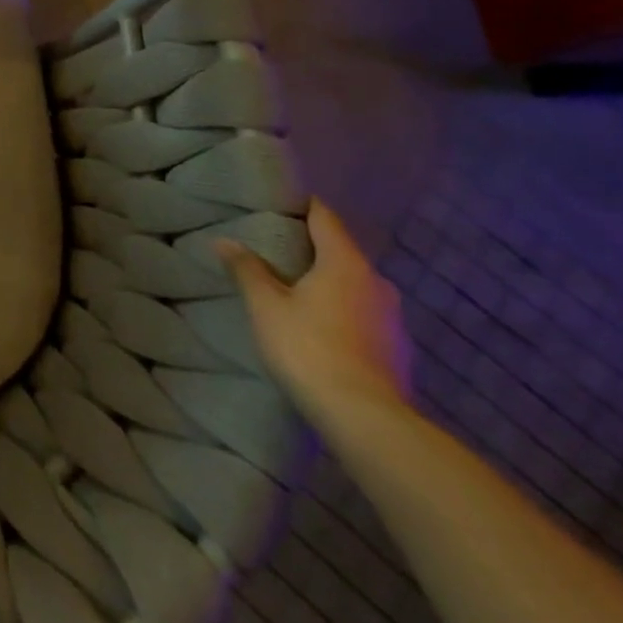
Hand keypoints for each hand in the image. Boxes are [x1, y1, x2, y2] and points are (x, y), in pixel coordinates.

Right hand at [218, 199, 414, 430]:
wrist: (366, 419)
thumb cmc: (309, 348)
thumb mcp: (265, 305)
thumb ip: (247, 269)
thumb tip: (225, 241)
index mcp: (345, 262)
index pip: (324, 217)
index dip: (301, 206)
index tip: (276, 203)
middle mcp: (376, 281)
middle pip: (340, 250)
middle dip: (310, 246)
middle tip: (273, 247)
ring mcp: (392, 317)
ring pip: (352, 283)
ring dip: (326, 280)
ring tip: (292, 286)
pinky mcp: (396, 348)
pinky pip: (362, 312)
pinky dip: (340, 308)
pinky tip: (318, 324)